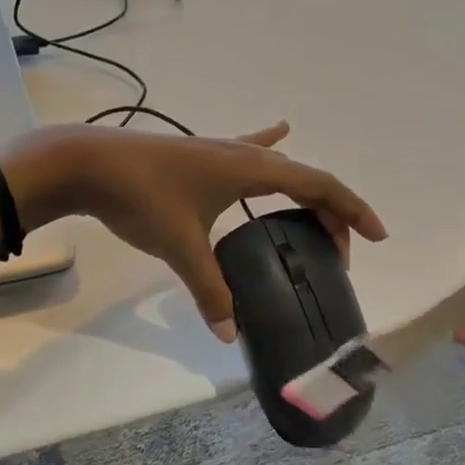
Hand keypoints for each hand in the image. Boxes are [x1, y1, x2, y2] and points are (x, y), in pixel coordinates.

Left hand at [2, 122, 385, 339]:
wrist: (87, 163)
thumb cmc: (140, 197)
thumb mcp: (181, 246)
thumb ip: (209, 290)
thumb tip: (228, 333)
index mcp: (249, 170)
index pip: (318, 184)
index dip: (351, 209)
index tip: (377, 235)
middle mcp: (240, 154)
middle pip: (301, 177)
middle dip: (327, 210)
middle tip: (337, 250)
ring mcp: (216, 150)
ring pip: (275, 166)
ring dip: (301, 188)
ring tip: (317, 211)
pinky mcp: (195, 155)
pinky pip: (244, 150)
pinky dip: (267, 145)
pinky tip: (277, 131)